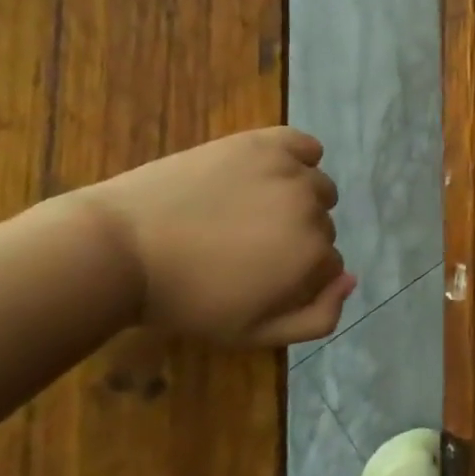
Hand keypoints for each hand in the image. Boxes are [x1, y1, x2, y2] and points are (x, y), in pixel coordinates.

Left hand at [72, 127, 354, 347]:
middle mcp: (313, 209)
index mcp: (313, 257)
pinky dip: (298, 157)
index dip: (297, 275)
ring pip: (317, 187)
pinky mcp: (264, 142)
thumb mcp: (253, 333)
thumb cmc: (186, 299)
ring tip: (249, 211)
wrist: (123, 249)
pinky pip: (305, 145)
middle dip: (295, 238)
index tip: (260, 276)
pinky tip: (271, 172)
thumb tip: (351, 279)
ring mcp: (289, 171)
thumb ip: (317, 317)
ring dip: (297, 200)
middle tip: (246, 246)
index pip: (329, 264)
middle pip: (323, 225)